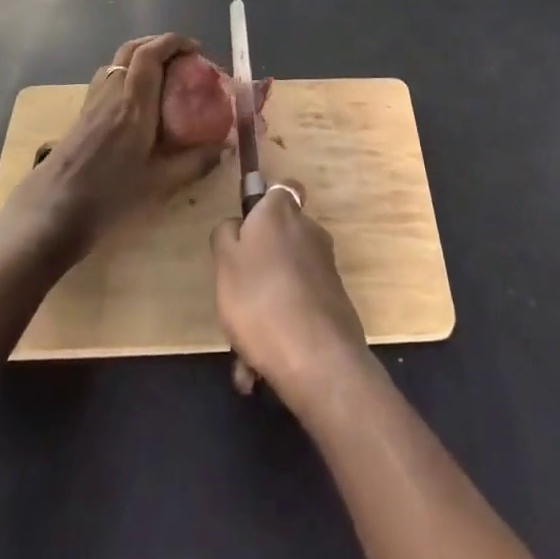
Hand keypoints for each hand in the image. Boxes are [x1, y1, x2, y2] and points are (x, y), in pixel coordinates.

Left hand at [17, 33, 224, 251]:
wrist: (49, 215)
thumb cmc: (107, 197)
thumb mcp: (159, 184)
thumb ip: (194, 162)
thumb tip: (225, 148)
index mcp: (134, 103)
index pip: (151, 54)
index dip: (174, 42)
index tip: (195, 49)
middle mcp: (112, 93)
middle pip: (132, 49)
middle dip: (158, 43)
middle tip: (181, 56)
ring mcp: (93, 102)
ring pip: (116, 62)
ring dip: (140, 56)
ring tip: (161, 74)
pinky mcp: (81, 116)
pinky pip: (106, 78)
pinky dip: (126, 74)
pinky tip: (134, 101)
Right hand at [212, 179, 370, 410]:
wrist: (316, 358)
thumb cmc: (259, 298)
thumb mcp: (224, 262)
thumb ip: (226, 235)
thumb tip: (237, 226)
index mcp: (281, 212)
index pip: (281, 189)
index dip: (264, 206)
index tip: (247, 232)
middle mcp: (309, 231)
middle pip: (280, 240)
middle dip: (258, 270)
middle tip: (235, 302)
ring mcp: (325, 267)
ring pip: (285, 283)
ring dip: (264, 310)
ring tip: (243, 354)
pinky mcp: (335, 302)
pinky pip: (298, 310)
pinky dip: (281, 332)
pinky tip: (260, 369)